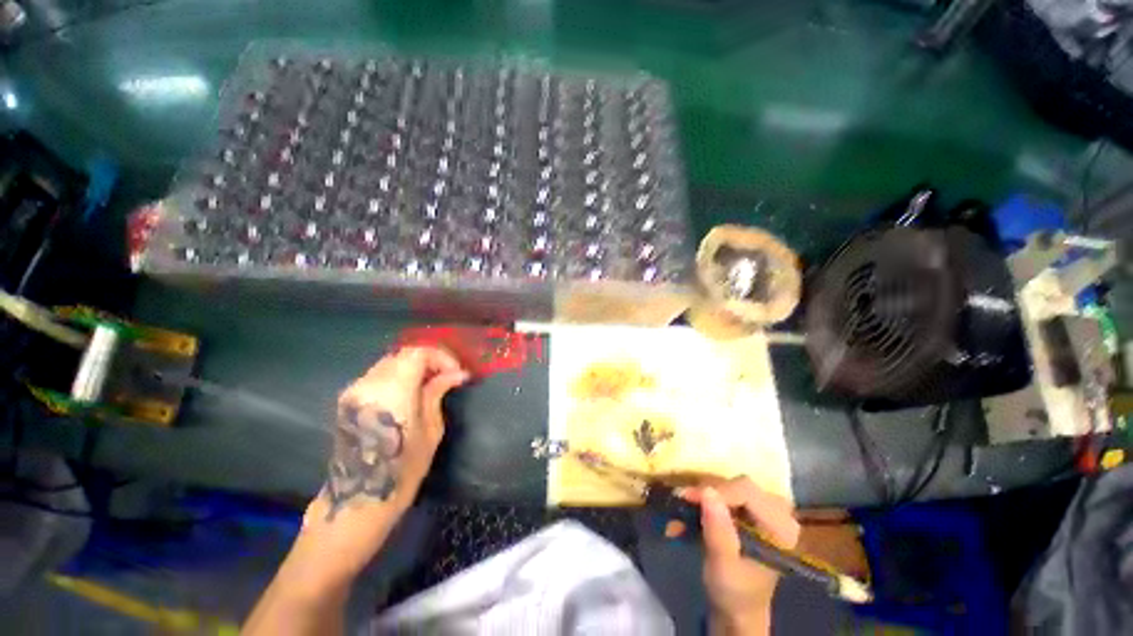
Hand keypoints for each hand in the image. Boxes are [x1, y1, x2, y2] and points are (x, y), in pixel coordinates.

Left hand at [300, 347, 468, 578]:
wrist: (357, 502)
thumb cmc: (402, 471)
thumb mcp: (430, 430)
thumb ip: (437, 393)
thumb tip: (457, 373)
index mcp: (391, 392)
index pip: (417, 353)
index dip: (441, 357)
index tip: (456, 373)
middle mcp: (368, 385)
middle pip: (402, 354)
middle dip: (429, 360)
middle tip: (448, 376)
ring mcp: (353, 391)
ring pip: (389, 362)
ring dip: (414, 367)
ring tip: (432, 383)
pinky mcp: (348, 400)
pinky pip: (378, 375)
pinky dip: (399, 375)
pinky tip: (411, 391)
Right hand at [683, 477, 799, 634]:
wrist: (737, 608)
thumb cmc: (734, 592)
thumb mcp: (723, 566)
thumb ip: (718, 531)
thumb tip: (707, 492)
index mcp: (782, 528)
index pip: (747, 492)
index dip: (716, 491)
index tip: (687, 498)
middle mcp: (779, 512)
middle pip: (739, 485)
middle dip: (708, 493)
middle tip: (682, 502)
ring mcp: (766, 508)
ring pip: (730, 485)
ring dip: (704, 496)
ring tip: (681, 509)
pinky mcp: (752, 508)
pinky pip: (727, 492)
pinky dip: (706, 500)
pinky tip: (690, 511)